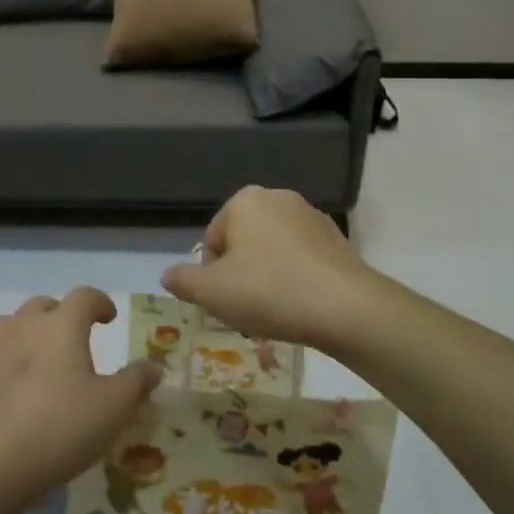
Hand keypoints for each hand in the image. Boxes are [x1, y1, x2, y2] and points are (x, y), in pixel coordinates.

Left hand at [0, 288, 163, 510]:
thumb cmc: (59, 428)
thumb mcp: (113, 409)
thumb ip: (136, 382)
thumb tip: (154, 366)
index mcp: (60, 324)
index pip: (84, 296)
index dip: (100, 302)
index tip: (109, 318)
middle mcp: (24, 325)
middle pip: (45, 306)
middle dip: (64, 316)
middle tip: (78, 340)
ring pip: (16, 326)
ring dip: (33, 334)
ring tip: (47, 361)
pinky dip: (12, 362)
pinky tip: (21, 392)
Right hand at [161, 186, 375, 352]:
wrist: (346, 308)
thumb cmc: (269, 292)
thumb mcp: (211, 292)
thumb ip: (183, 281)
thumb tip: (167, 275)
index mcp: (244, 201)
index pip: (212, 241)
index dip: (211, 277)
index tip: (225, 304)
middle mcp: (278, 198)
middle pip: (243, 245)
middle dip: (240, 278)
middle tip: (246, 312)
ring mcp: (311, 217)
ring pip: (273, 253)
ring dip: (267, 281)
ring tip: (275, 316)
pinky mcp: (337, 240)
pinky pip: (302, 260)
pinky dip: (295, 280)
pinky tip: (301, 308)